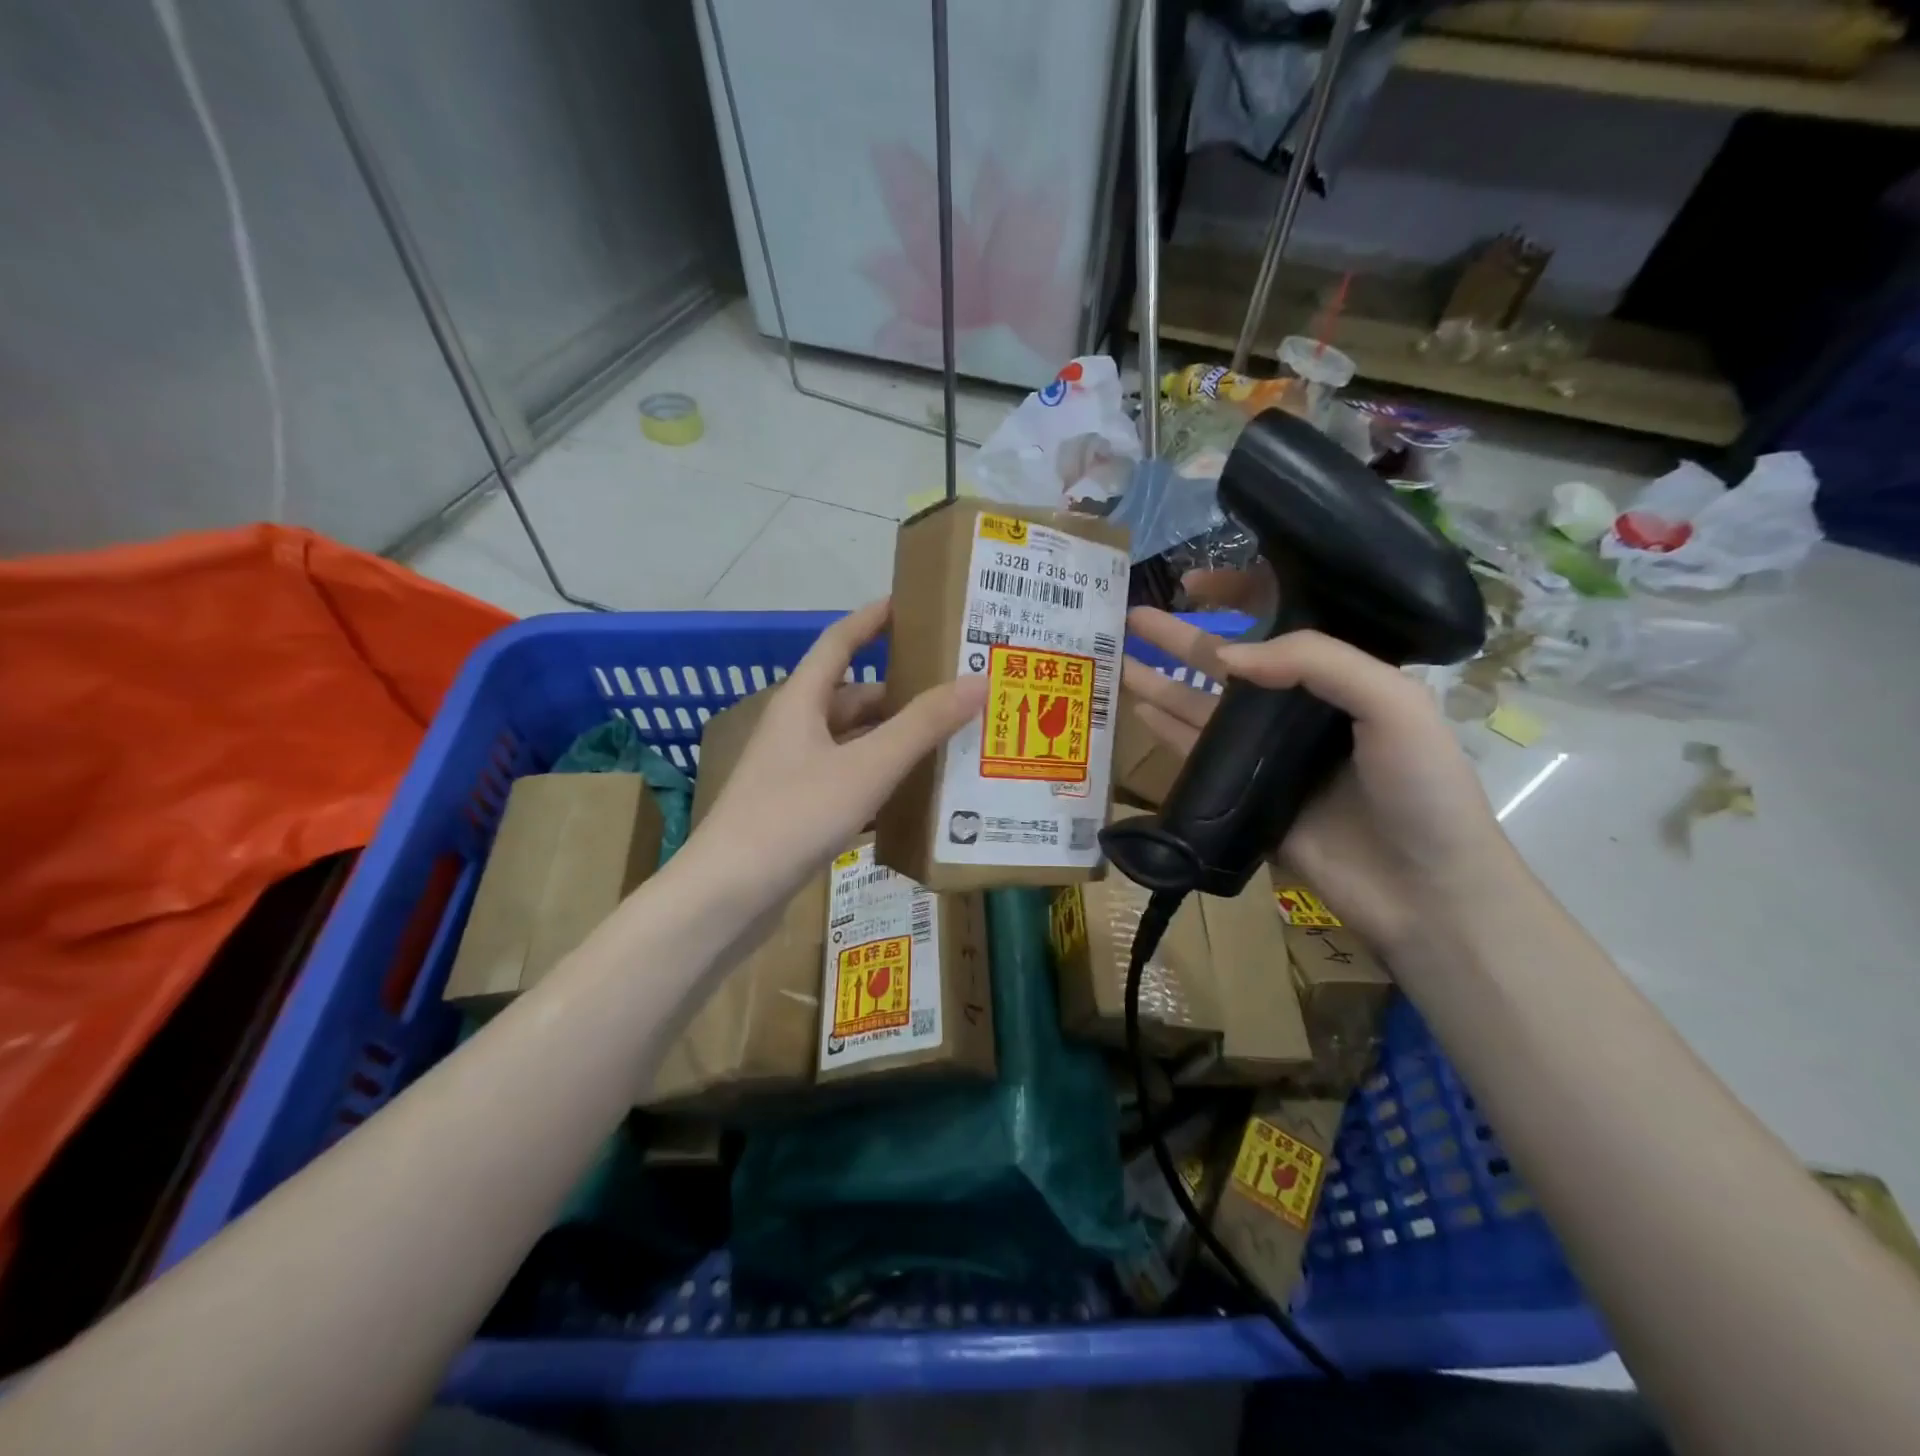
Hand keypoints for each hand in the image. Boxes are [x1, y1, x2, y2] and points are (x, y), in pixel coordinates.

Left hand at [689, 600, 986, 908]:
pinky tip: (912, 798)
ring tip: (946, 743)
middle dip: (900, 694)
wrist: (728, 896)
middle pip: (853, 698)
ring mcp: (793, 774)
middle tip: (953, 693)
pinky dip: (878, 782)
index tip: (909, 604)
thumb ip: (923, 725)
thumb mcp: (866, 766)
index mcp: (801, 702)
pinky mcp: (797, 812)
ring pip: (852, 744)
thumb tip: (978, 680)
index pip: (839, 642)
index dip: (872, 620)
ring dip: (893, 742)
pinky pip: (847, 782)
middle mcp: (795, 730)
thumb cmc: (794, 815)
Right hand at [1123, 604, 1508, 956]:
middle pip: (1229, 662)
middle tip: (1132, 615)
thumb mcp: (1393, 703)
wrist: (1421, 889)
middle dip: (1181, 637)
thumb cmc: (1421, 788)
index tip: (1193, 584)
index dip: (1238, 596)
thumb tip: (1223, 658)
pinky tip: (1137, 707)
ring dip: (1161, 680)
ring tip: (1118, 657)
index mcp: (1341, 675)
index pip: (1283, 620)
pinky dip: (1167, 729)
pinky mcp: (1244, 793)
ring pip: (1203, 705)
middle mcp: (1299, 707)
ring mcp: (1267, 753)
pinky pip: (1197, 752)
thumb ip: (1316, 662)